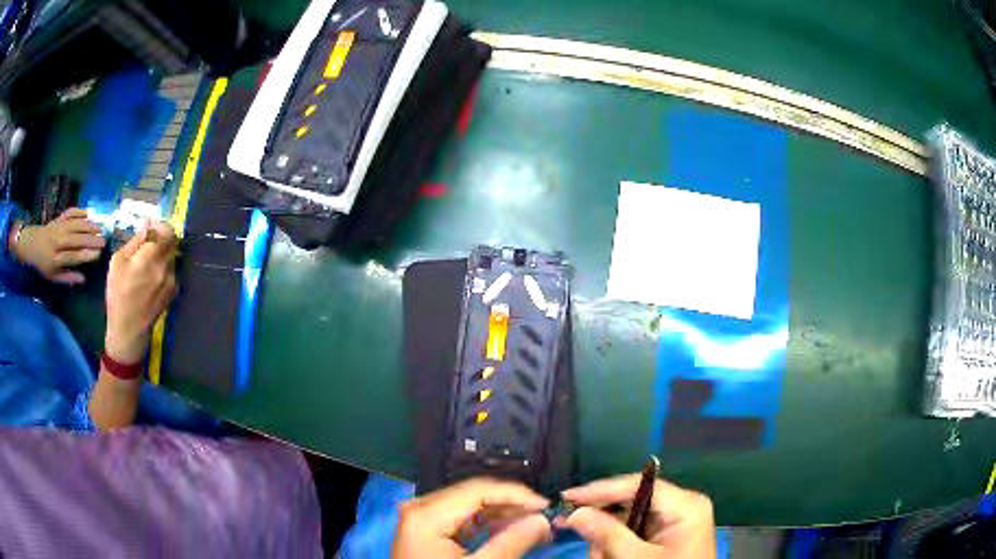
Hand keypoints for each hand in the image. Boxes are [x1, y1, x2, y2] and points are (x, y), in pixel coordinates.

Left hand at [12, 208, 104, 284]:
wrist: (33, 244)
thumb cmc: (44, 264)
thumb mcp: (53, 277)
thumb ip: (68, 278)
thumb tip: (83, 279)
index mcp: (56, 258)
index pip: (73, 256)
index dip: (85, 255)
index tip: (97, 255)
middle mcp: (58, 241)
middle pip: (76, 239)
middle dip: (90, 239)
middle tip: (103, 240)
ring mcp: (58, 227)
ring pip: (75, 224)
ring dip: (88, 225)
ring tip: (99, 227)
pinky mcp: (59, 218)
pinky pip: (70, 212)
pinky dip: (79, 211)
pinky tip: (88, 214)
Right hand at [104, 221, 178, 364]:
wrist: (128, 330)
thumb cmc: (118, 294)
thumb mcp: (118, 262)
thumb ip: (135, 242)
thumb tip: (148, 227)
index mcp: (151, 258)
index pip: (168, 231)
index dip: (160, 226)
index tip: (150, 228)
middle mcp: (166, 268)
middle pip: (172, 242)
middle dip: (161, 238)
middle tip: (148, 243)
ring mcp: (173, 281)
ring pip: (172, 256)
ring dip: (162, 253)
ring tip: (146, 262)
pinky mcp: (174, 292)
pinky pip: (171, 270)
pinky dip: (163, 267)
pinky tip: (150, 277)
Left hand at [393, 478, 551, 557]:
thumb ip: (511, 542)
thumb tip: (542, 520)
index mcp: (426, 513)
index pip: (479, 490)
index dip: (517, 495)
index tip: (547, 507)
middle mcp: (420, 507)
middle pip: (474, 495)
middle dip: (512, 506)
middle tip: (544, 519)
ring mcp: (420, 517)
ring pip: (470, 506)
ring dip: (502, 515)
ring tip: (534, 527)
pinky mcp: (425, 529)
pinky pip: (461, 519)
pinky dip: (486, 525)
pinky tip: (509, 532)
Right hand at [559, 474, 714, 558]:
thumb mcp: (636, 558)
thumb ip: (607, 534)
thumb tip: (576, 512)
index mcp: (685, 505)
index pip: (638, 484)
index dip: (601, 490)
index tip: (567, 496)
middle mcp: (682, 506)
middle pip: (632, 501)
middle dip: (602, 519)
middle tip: (567, 526)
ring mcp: (676, 521)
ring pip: (630, 518)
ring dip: (607, 537)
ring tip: (598, 556)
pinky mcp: (668, 535)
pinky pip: (636, 531)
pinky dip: (618, 543)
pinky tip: (605, 555)